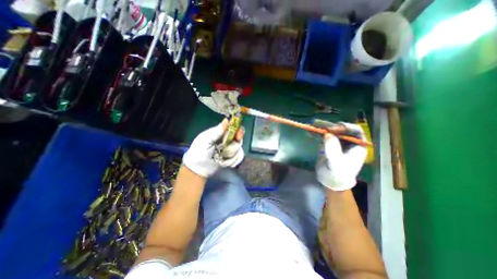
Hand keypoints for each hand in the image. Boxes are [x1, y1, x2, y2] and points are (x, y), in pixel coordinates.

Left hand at [182, 119, 243, 175]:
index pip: (234, 128)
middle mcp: (228, 140)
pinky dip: (232, 161)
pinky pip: (239, 157)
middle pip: (239, 139)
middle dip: (233, 146)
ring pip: (239, 149)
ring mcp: (232, 149)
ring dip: (230, 155)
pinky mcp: (234, 158)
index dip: (238, 130)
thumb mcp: (205, 139)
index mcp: (221, 133)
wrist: (198, 169)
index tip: (238, 135)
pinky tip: (224, 163)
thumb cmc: (199, 152)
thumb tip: (227, 120)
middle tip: (225, 151)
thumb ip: (216, 131)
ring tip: (220, 158)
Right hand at [316, 122, 365, 190]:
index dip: (344, 127)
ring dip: (321, 127)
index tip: (332, 129)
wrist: (330, 181)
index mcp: (357, 145)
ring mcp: (337, 142)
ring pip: (330, 131)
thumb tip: (327, 134)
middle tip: (318, 124)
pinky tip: (310, 131)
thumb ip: (333, 149)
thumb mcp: (336, 164)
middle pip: (340, 129)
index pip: (354, 131)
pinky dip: (317, 133)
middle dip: (329, 126)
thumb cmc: (338, 174)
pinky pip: (323, 136)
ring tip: (312, 124)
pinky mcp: (328, 144)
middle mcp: (348, 141)